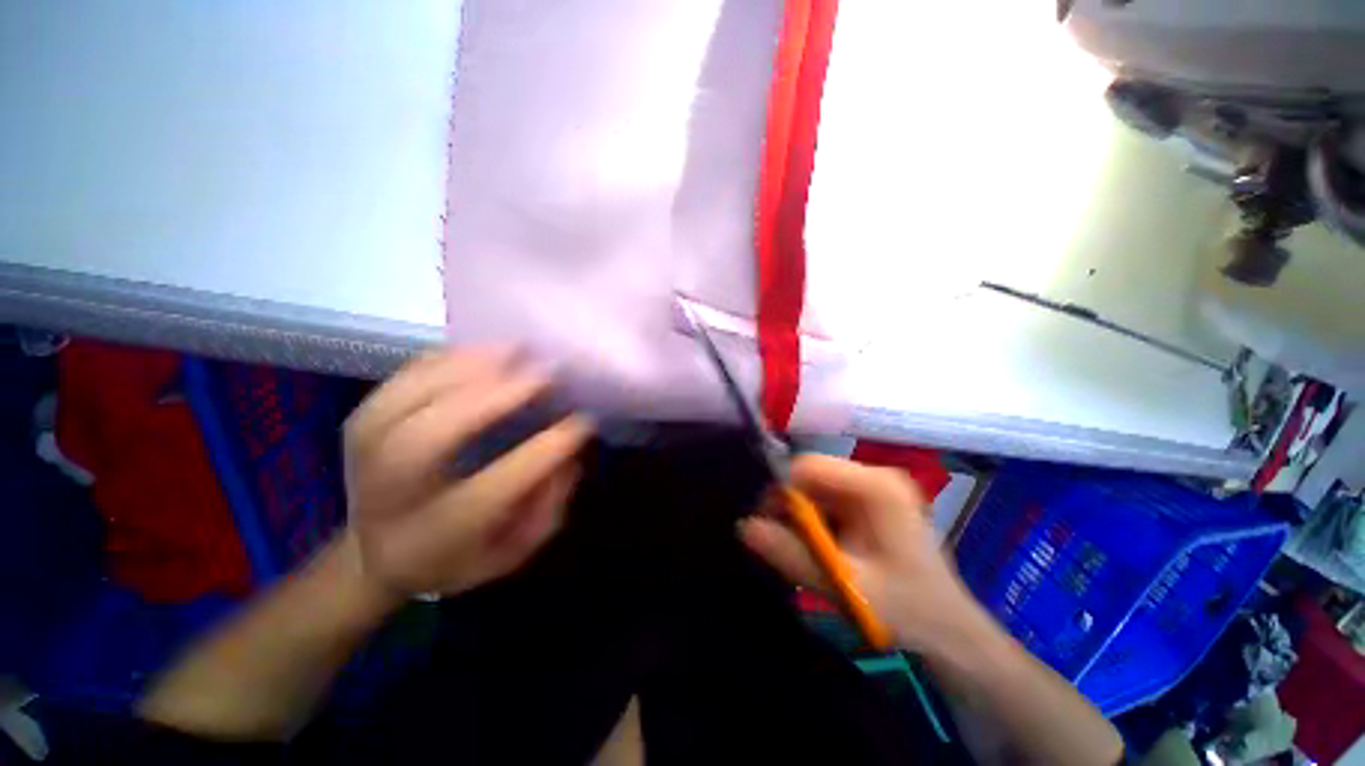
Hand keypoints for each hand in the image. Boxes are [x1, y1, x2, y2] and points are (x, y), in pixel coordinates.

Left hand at [343, 350, 592, 597]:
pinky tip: (482, 350)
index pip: (491, 491)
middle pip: (429, 438)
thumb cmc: (453, 557)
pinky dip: (443, 359)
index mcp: (433, 536)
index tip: (581, 422)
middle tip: (544, 373)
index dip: (541, 453)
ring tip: (516, 349)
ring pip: (408, 399)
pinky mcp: (358, 421)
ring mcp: (364, 453)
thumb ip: (545, 509)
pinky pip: (399, 379)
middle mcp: (390, 494)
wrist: (371, 553)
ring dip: (468, 368)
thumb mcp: (510, 553)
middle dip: (492, 398)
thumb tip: (568, 454)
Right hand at [739, 455, 984, 654]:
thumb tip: (743, 527)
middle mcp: (874, 477)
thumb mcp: (847, 587)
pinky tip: (818, 550)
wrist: (951, 633)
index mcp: (877, 486)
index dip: (781, 490)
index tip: (766, 523)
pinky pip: (827, 502)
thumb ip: (792, 556)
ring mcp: (873, 489)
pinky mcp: (869, 504)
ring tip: (799, 552)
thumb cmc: (908, 610)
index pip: (810, 466)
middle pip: (812, 477)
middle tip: (779, 543)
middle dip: (790, 507)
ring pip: (816, 490)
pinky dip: (814, 524)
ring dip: (801, 518)